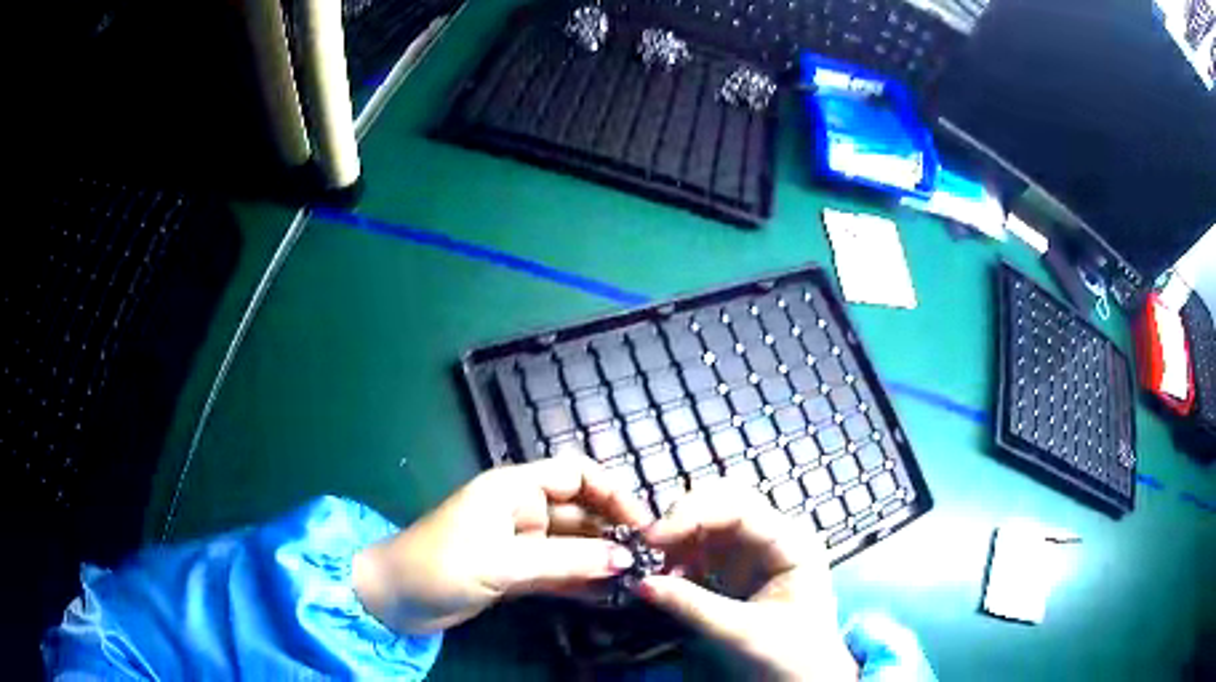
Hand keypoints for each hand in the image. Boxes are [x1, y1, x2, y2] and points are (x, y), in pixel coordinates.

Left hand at [352, 457, 651, 633]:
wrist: (392, 599)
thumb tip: (626, 559)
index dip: (613, 493)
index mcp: (515, 488)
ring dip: (602, 561)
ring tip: (638, 581)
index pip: (577, 475)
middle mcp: (522, 511)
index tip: (643, 524)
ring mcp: (521, 544)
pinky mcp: (517, 573)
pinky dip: (582, 582)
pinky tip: (610, 595)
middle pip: (581, 513)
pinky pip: (559, 573)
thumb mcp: (503, 562)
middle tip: (650, 561)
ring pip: (573, 546)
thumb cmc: (439, 565)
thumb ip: (566, 561)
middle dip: (614, 533)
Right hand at [638, 484, 857, 681]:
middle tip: (651, 544)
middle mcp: (774, 536)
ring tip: (657, 564)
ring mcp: (755, 550)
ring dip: (679, 536)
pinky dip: (681, 555)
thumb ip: (692, 606)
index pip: (740, 508)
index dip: (694, 514)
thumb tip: (641, 583)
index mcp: (791, 543)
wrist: (804, 679)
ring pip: (711, 521)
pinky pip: (704, 547)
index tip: (654, 538)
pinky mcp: (737, 568)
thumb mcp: (741, 632)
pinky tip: (669, 576)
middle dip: (685, 517)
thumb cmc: (788, 655)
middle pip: (725, 502)